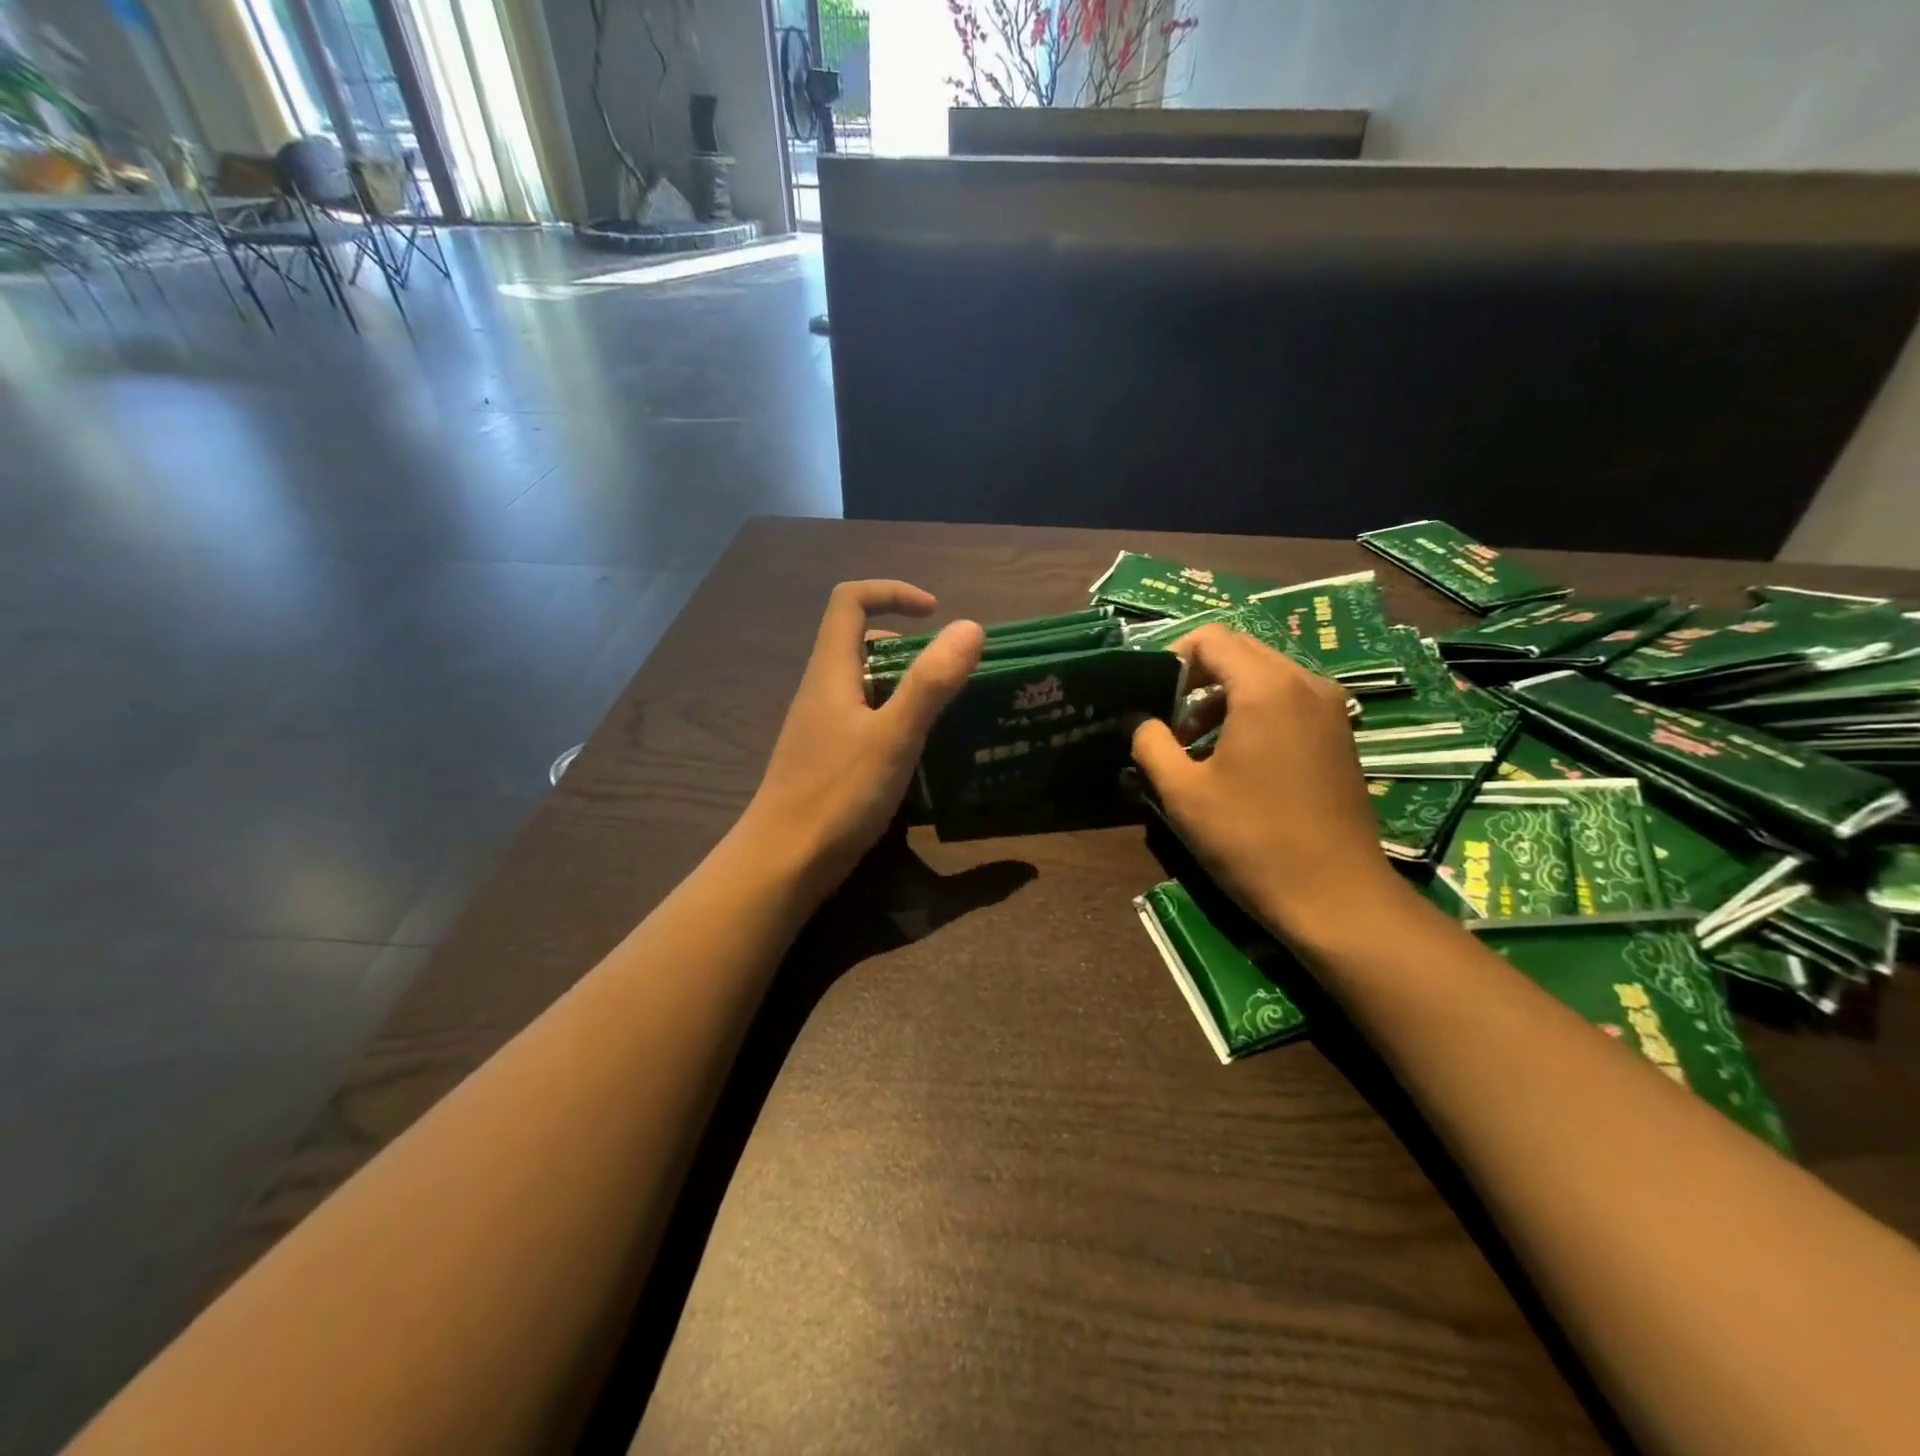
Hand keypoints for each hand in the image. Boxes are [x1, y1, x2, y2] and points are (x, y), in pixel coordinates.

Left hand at [742, 580, 983, 903]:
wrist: (782, 863)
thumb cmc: (836, 795)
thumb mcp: (893, 736)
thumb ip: (931, 683)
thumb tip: (969, 627)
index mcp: (830, 671)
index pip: (850, 601)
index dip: (892, 593)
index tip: (935, 614)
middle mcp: (821, 690)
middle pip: (858, 641)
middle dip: (907, 645)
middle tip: (948, 673)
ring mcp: (820, 727)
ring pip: (863, 684)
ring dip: (904, 685)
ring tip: (945, 711)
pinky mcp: (825, 758)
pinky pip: (864, 719)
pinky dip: (894, 719)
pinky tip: (919, 752)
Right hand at [1130, 626, 1406, 944]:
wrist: (1335, 897)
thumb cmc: (1251, 840)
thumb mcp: (1182, 792)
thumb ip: (1151, 743)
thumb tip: (1140, 721)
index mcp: (1266, 687)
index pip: (1211, 638)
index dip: (1172, 659)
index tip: (1152, 699)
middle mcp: (1305, 683)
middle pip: (1240, 652)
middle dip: (1197, 680)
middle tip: (1170, 725)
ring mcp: (1330, 708)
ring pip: (1264, 676)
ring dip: (1223, 698)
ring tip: (1196, 747)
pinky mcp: (1339, 735)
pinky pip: (1287, 700)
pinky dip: (1253, 713)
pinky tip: (1235, 760)